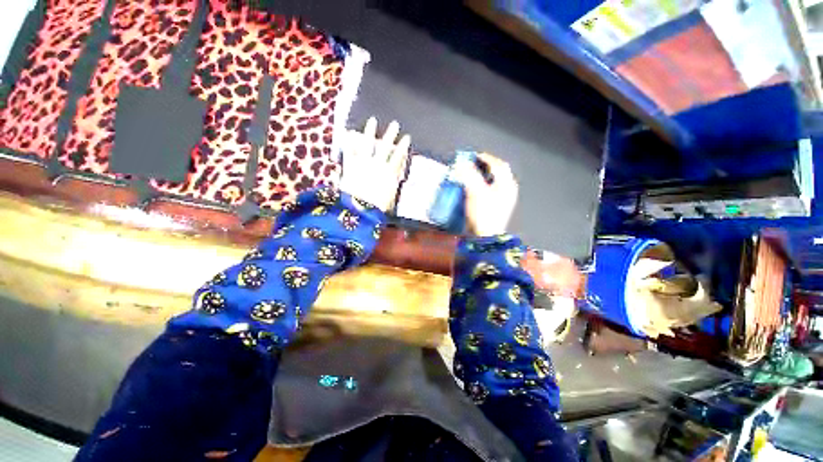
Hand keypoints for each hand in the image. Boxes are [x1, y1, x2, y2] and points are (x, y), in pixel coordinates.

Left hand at [340, 117, 410, 211]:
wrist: (360, 208)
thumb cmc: (377, 207)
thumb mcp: (390, 199)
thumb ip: (392, 187)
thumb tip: (395, 180)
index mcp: (389, 173)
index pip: (398, 156)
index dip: (403, 146)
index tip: (407, 137)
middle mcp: (377, 164)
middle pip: (385, 146)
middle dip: (390, 134)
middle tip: (395, 124)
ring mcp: (363, 163)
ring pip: (368, 143)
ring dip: (370, 131)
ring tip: (372, 121)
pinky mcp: (351, 165)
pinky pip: (349, 152)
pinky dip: (348, 143)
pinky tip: (347, 133)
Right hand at [454, 153, 517, 236]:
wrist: (486, 236)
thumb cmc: (482, 212)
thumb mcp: (475, 191)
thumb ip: (469, 175)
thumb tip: (462, 163)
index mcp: (506, 183)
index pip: (498, 164)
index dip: (486, 158)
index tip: (473, 156)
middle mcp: (509, 189)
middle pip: (499, 172)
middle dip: (486, 166)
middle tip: (473, 165)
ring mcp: (505, 198)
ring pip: (496, 181)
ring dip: (485, 176)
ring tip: (473, 175)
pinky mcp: (499, 206)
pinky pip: (493, 190)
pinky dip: (485, 185)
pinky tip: (477, 189)